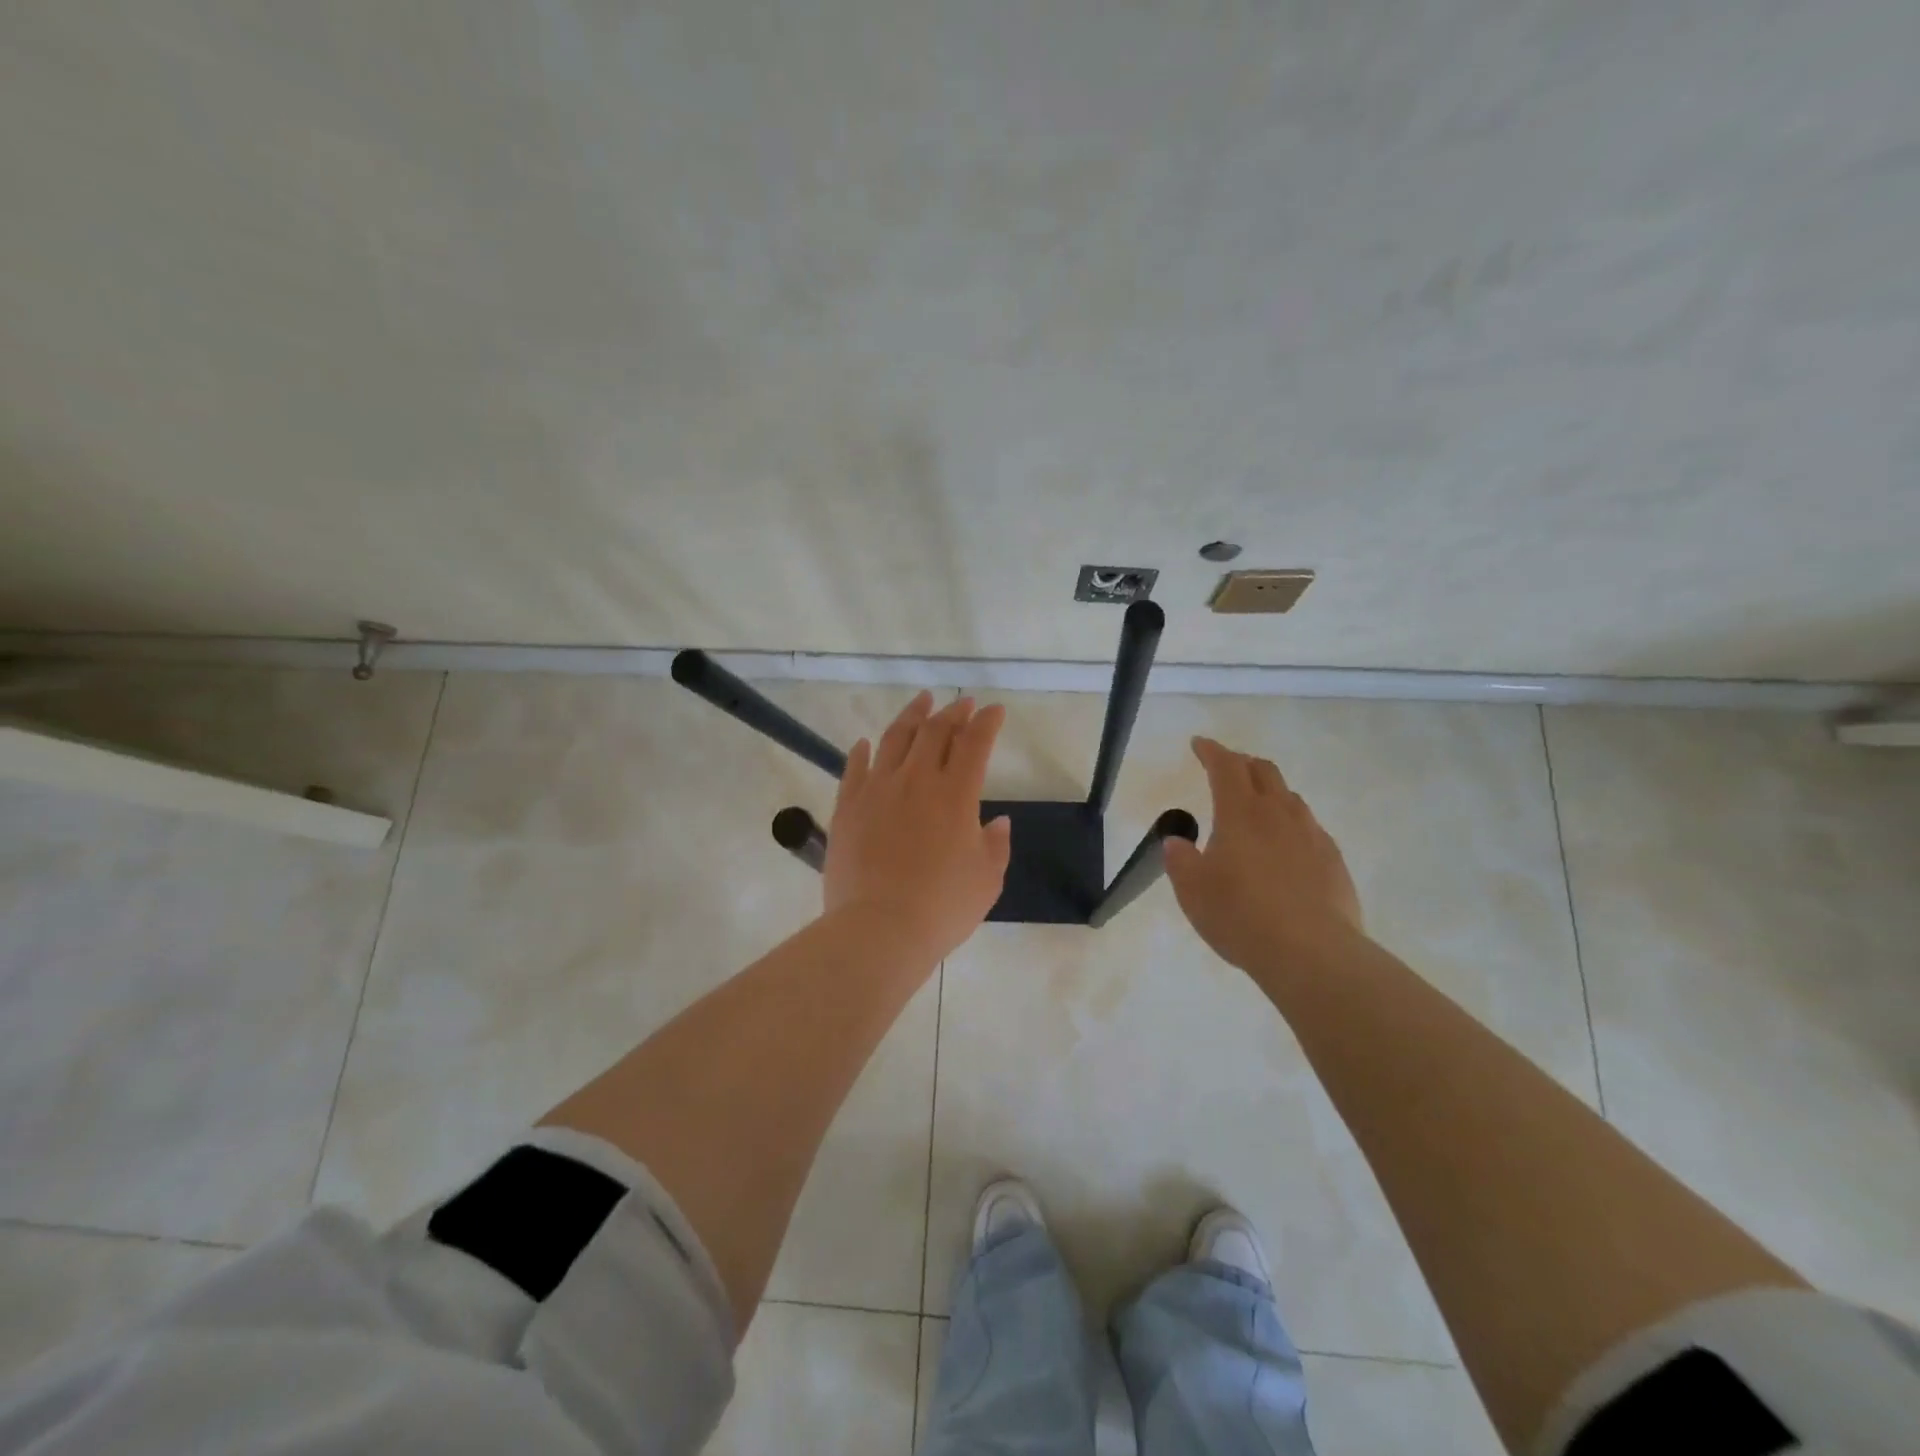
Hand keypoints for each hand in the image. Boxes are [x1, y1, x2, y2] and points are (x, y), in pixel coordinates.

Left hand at [823, 692, 1012, 962]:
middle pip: (934, 732)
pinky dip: (863, 751)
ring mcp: (877, 790)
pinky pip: (854, 768)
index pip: (974, 743)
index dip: (987, 722)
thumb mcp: (987, 879)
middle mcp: (916, 780)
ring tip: (921, 702)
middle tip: (962, 704)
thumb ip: (995, 845)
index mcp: (955, 794)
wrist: (879, 928)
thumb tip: (997, 821)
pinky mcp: (847, 806)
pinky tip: (866, 743)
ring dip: (912, 716)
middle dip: (953, 713)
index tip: (994, 710)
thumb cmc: (942, 906)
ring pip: (895, 739)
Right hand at [1164, 736, 1363, 970]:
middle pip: (1263, 771)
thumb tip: (1178, 842)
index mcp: (1240, 813)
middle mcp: (1279, 814)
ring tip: (1255, 806)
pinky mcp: (1333, 860)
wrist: (1311, 953)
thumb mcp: (1192, 890)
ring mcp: (1311, 835)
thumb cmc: (1240, 915)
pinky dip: (1290, 824)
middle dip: (1242, 763)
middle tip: (1226, 769)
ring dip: (1269, 791)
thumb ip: (1180, 860)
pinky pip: (1309, 828)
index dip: (1211, 751)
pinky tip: (1285, 847)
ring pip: (1290, 797)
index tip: (1199, 744)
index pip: (1226, 766)